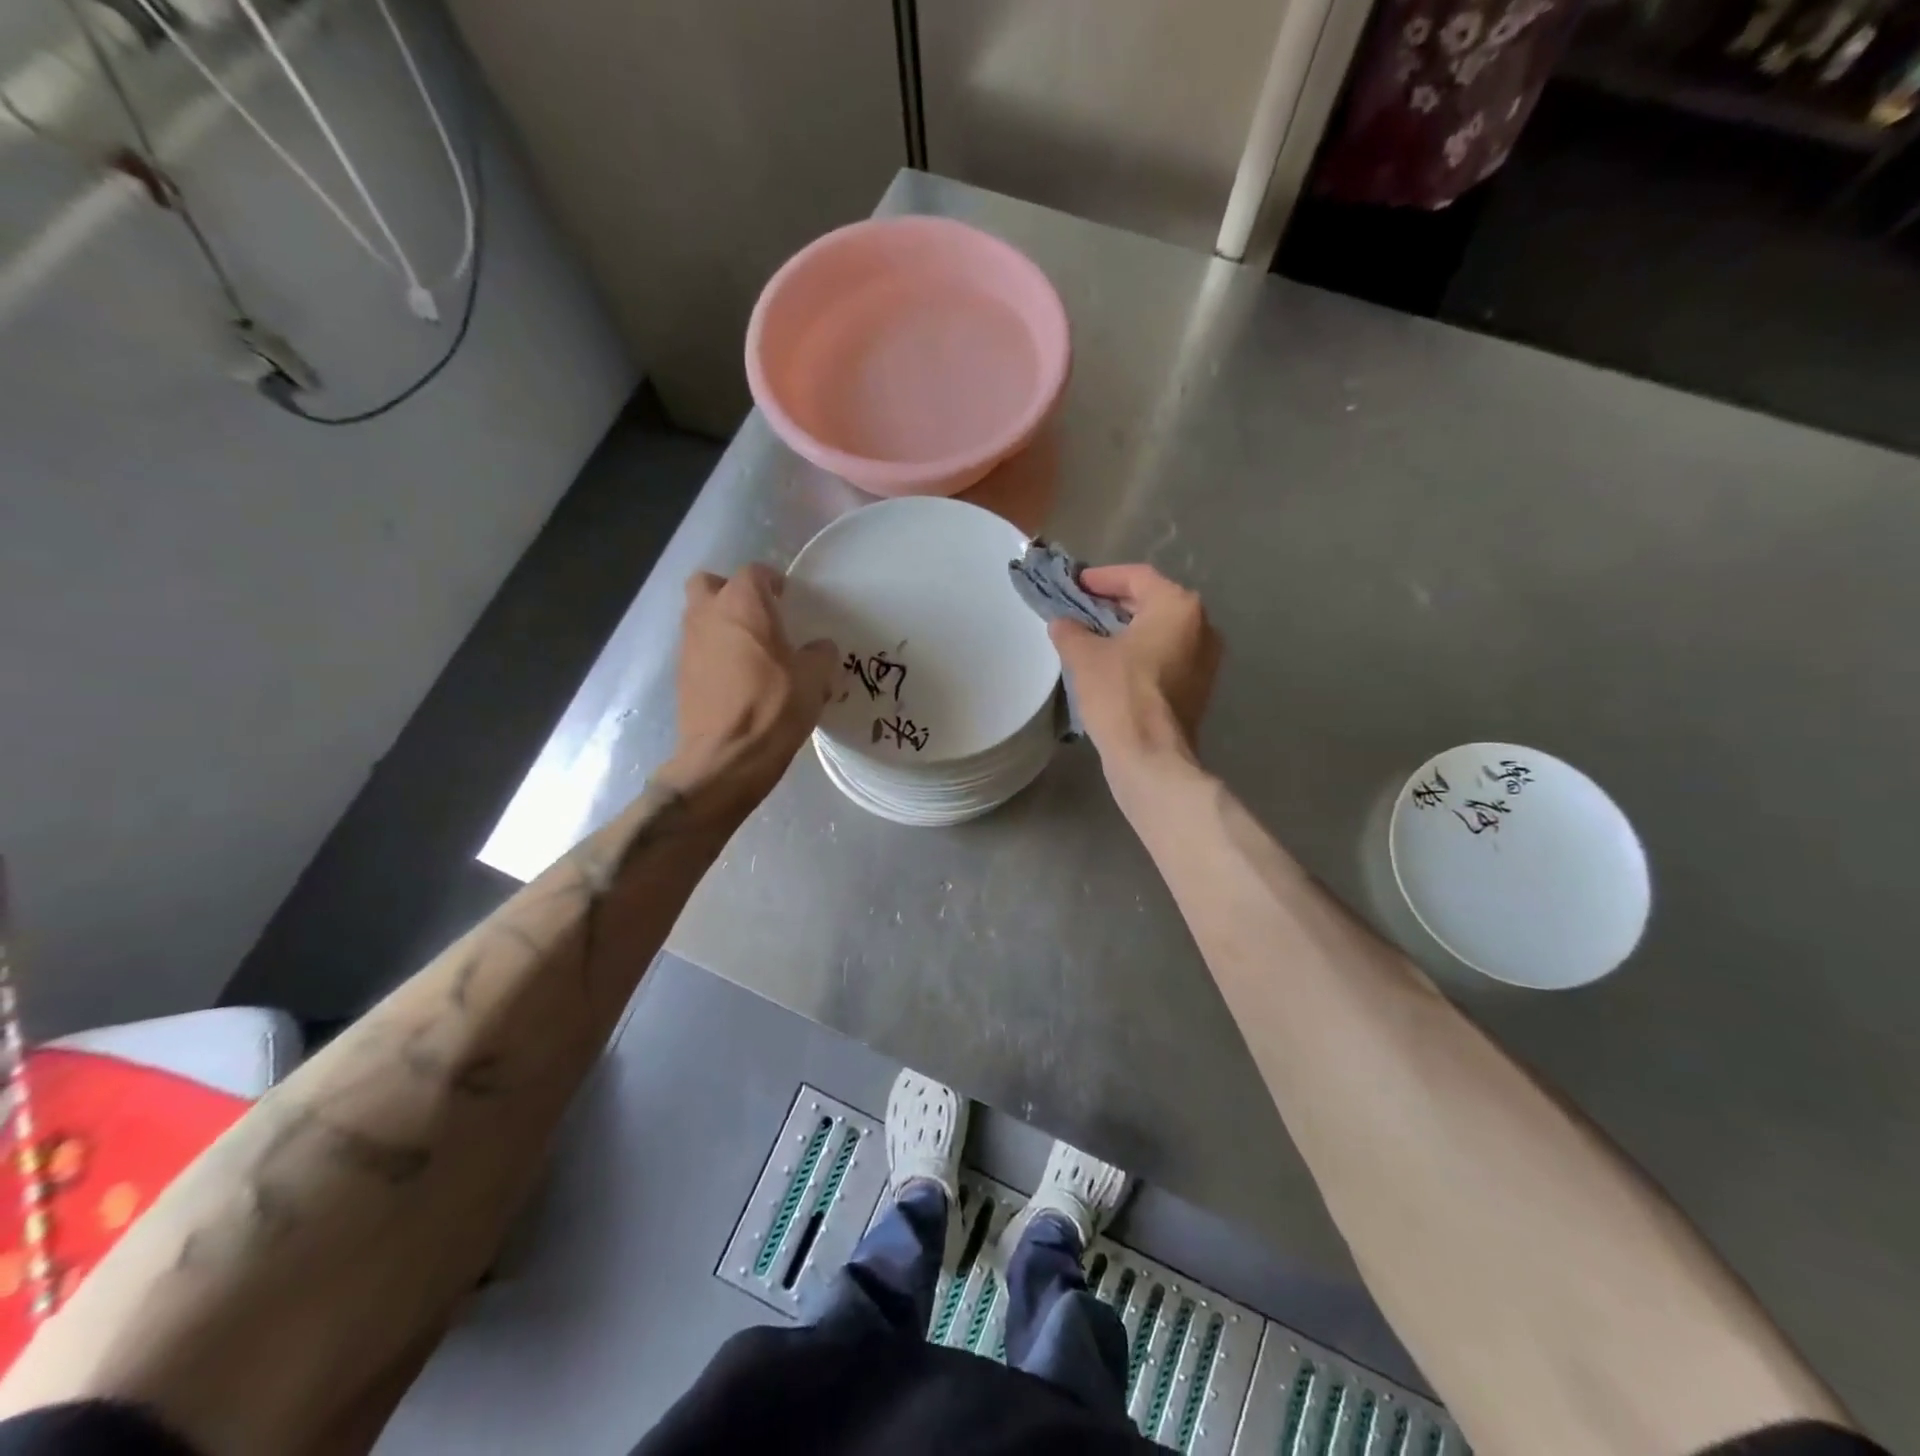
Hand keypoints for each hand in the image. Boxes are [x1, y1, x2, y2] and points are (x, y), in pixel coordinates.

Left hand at [667, 564, 837, 808]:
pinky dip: (714, 654)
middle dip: (731, 592)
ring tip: (750, 650)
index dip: (772, 582)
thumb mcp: (814, 678)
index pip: (754, 572)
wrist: (727, 757)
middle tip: (757, 615)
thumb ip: (820, 654)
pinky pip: (698, 650)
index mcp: (743, 604)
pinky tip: (738, 678)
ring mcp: (689, 645)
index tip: (787, 598)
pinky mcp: (681, 675)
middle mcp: (708, 615)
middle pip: (710, 584)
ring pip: (700, 617)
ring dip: (721, 624)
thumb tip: (820, 649)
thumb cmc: (774, 706)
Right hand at [1049, 564, 1221, 770]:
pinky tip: (1113, 663)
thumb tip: (1062, 622)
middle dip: (1115, 602)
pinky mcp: (1198, 688)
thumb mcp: (1083, 655)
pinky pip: (1167, 656)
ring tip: (1093, 634)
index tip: (1075, 584)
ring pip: (1161, 630)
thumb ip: (1070, 629)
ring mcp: (1205, 659)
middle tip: (1081, 607)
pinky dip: (1141, 652)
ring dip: (1128, 629)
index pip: (1137, 577)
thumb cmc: (1119, 695)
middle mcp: (1201, 626)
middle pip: (1153, 601)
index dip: (1102, 577)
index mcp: (1178, 607)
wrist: (1150, 756)